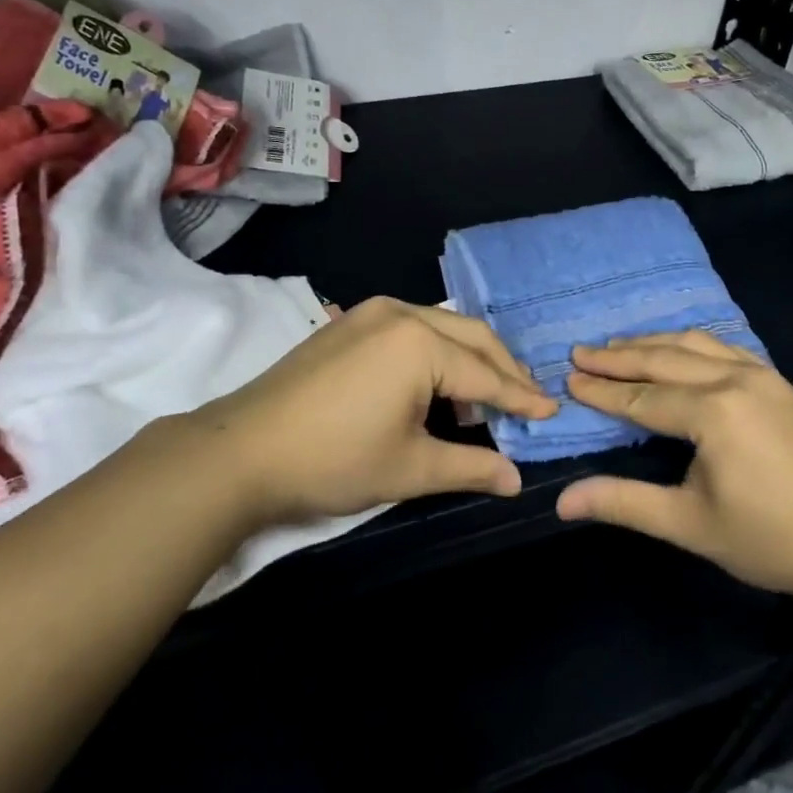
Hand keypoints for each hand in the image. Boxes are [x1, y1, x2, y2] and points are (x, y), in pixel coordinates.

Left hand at [174, 297, 557, 526]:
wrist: (240, 451)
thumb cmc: (333, 460)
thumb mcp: (409, 469)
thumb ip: (470, 468)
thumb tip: (517, 480)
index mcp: (421, 344)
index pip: (486, 375)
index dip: (521, 397)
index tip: (552, 410)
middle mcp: (401, 314)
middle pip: (471, 337)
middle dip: (503, 368)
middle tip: (527, 399)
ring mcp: (371, 313)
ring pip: (441, 327)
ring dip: (469, 358)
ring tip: (483, 400)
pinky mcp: (349, 322)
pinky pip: (411, 327)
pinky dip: (436, 352)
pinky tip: (435, 384)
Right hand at [553, 331, 792, 597]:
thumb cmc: (770, 539)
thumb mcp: (689, 525)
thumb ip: (624, 503)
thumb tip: (562, 500)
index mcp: (712, 412)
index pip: (641, 396)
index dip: (602, 391)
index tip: (567, 380)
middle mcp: (735, 379)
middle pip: (663, 359)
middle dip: (618, 357)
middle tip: (580, 352)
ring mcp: (762, 375)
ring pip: (694, 345)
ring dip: (652, 344)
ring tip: (617, 346)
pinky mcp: (780, 381)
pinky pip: (724, 347)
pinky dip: (689, 344)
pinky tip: (678, 350)